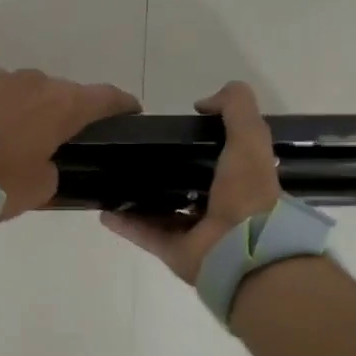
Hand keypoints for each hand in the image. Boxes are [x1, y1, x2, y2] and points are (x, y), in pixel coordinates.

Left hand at [0, 68, 140, 219]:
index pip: (106, 97)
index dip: (122, 105)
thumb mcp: (39, 188)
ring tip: (17, 135)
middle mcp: (34, 82)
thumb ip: (53, 170)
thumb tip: (44, 163)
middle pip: (62, 92)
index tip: (131, 112)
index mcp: (62, 104)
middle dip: (67, 111)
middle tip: (63, 137)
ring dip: (28, 108)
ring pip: (25, 90)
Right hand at [100, 81, 281, 282]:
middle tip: (135, 153)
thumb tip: (202, 103)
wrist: (244, 250)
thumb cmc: (247, 192)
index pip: (220, 160)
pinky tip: (104, 210)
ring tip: (114, 180)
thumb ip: (235, 108)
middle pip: (188, 186)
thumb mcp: (250, 137)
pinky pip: (145, 234)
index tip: (175, 131)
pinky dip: (126, 224)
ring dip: (140, 199)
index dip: (201, 144)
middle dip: (166, 171)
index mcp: (241, 183)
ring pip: (163, 212)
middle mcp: (220, 208)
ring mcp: (197, 233)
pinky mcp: (175, 252)